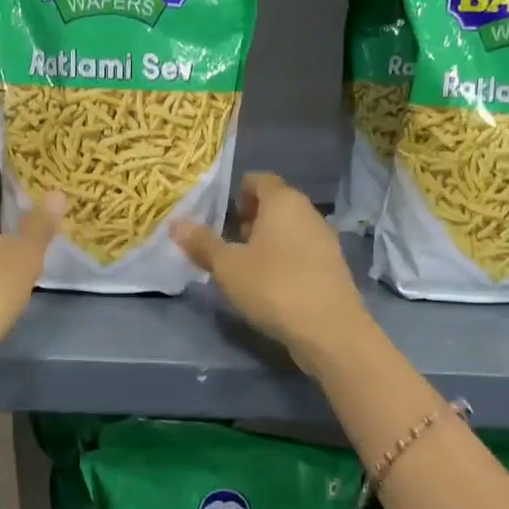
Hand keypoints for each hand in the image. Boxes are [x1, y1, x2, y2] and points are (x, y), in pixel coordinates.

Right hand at [171, 173, 372, 370]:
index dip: (236, 194)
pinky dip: (284, 260)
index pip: (258, 179)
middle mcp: (308, 212)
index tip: (220, 218)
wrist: (330, 329)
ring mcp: (325, 239)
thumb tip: (175, 224)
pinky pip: (301, 252)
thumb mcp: (227, 267)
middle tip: (227, 245)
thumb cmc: (273, 286)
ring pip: (289, 229)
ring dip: (266, 242)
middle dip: (249, 220)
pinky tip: (270, 286)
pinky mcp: (332, 266)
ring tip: (245, 268)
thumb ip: (202, 243)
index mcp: (283, 200)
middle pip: (274, 204)